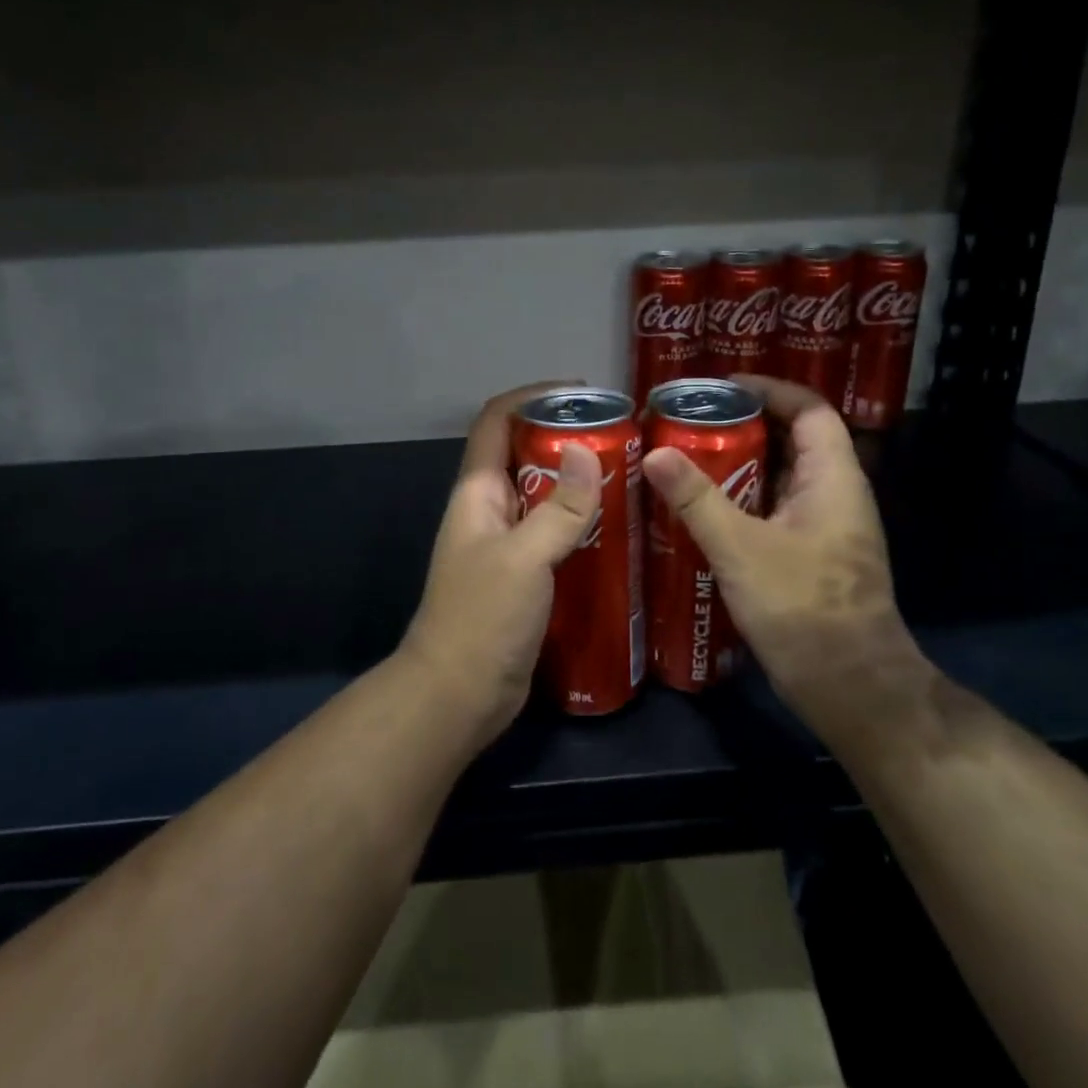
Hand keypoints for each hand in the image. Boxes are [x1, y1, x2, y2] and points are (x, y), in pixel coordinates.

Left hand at [401, 383, 603, 745]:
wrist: (458, 695)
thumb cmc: (482, 619)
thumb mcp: (525, 558)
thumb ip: (559, 508)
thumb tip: (588, 452)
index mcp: (477, 493)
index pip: (495, 421)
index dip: (531, 397)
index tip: (580, 392)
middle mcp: (489, 510)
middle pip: (524, 454)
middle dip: (565, 437)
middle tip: (620, 436)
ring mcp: (505, 543)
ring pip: (542, 495)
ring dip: (577, 481)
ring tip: (629, 473)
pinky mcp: (523, 574)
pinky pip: (553, 532)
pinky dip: (581, 521)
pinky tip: (619, 527)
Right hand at [641, 375, 921, 731]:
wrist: (851, 688)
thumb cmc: (803, 609)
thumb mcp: (741, 549)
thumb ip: (697, 499)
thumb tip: (655, 454)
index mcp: (832, 479)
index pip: (811, 410)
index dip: (771, 389)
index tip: (723, 387)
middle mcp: (835, 494)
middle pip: (793, 439)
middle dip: (746, 424)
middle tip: (692, 421)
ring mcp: (826, 527)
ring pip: (782, 476)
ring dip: (741, 463)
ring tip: (689, 456)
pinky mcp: (813, 555)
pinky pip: (776, 508)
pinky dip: (744, 498)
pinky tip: (704, 509)